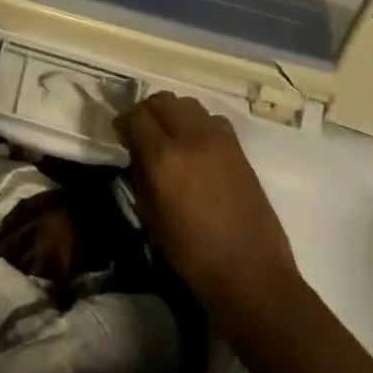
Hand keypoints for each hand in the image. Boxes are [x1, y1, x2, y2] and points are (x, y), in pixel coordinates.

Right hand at [116, 91, 298, 308]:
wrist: (250, 272)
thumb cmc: (191, 252)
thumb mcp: (150, 214)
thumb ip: (140, 173)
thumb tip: (136, 151)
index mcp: (163, 157)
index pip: (136, 115)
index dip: (124, 123)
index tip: (122, 137)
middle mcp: (191, 138)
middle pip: (162, 99)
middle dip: (147, 112)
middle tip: (143, 133)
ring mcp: (219, 140)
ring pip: (188, 104)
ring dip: (174, 113)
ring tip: (171, 137)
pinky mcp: (239, 149)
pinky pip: (212, 119)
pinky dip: (199, 124)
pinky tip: (197, 147)